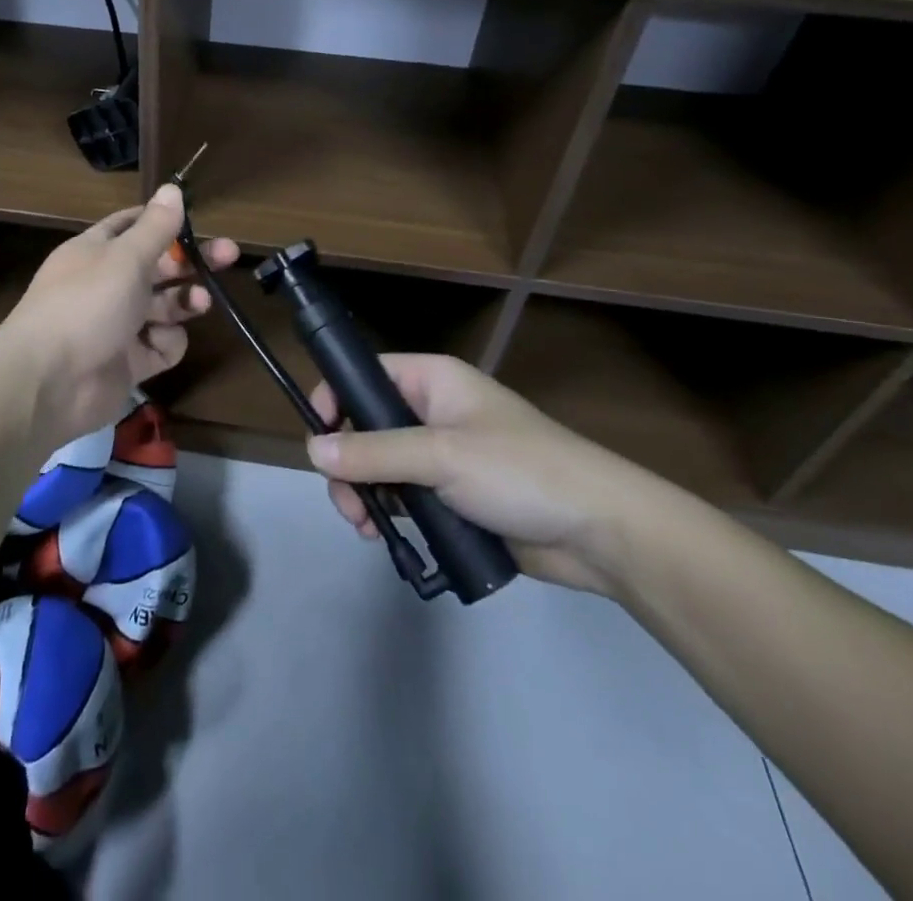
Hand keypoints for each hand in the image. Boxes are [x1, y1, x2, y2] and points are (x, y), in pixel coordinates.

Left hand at [0, 185, 237, 451]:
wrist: (49, 381)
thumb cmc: (87, 304)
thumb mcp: (125, 257)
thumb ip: (155, 227)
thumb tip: (172, 188)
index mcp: (97, 251)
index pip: (132, 227)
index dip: (163, 223)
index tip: (196, 222)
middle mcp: (106, 284)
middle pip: (158, 267)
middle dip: (192, 262)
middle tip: (229, 255)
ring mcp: (117, 325)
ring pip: (163, 307)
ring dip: (183, 302)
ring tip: (200, 303)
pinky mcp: (127, 363)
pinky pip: (159, 346)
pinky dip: (165, 344)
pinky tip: (159, 344)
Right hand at [307, 354, 665, 595]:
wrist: (600, 533)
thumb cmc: (520, 471)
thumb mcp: (441, 455)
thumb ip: (373, 453)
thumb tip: (312, 449)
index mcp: (432, 382)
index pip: (366, 376)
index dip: (336, 399)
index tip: (318, 438)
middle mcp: (432, 412)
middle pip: (365, 427)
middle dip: (348, 464)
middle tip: (347, 503)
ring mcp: (442, 457)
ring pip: (380, 467)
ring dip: (364, 494)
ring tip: (366, 527)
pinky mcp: (452, 497)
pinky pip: (404, 497)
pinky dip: (388, 514)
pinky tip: (384, 536)